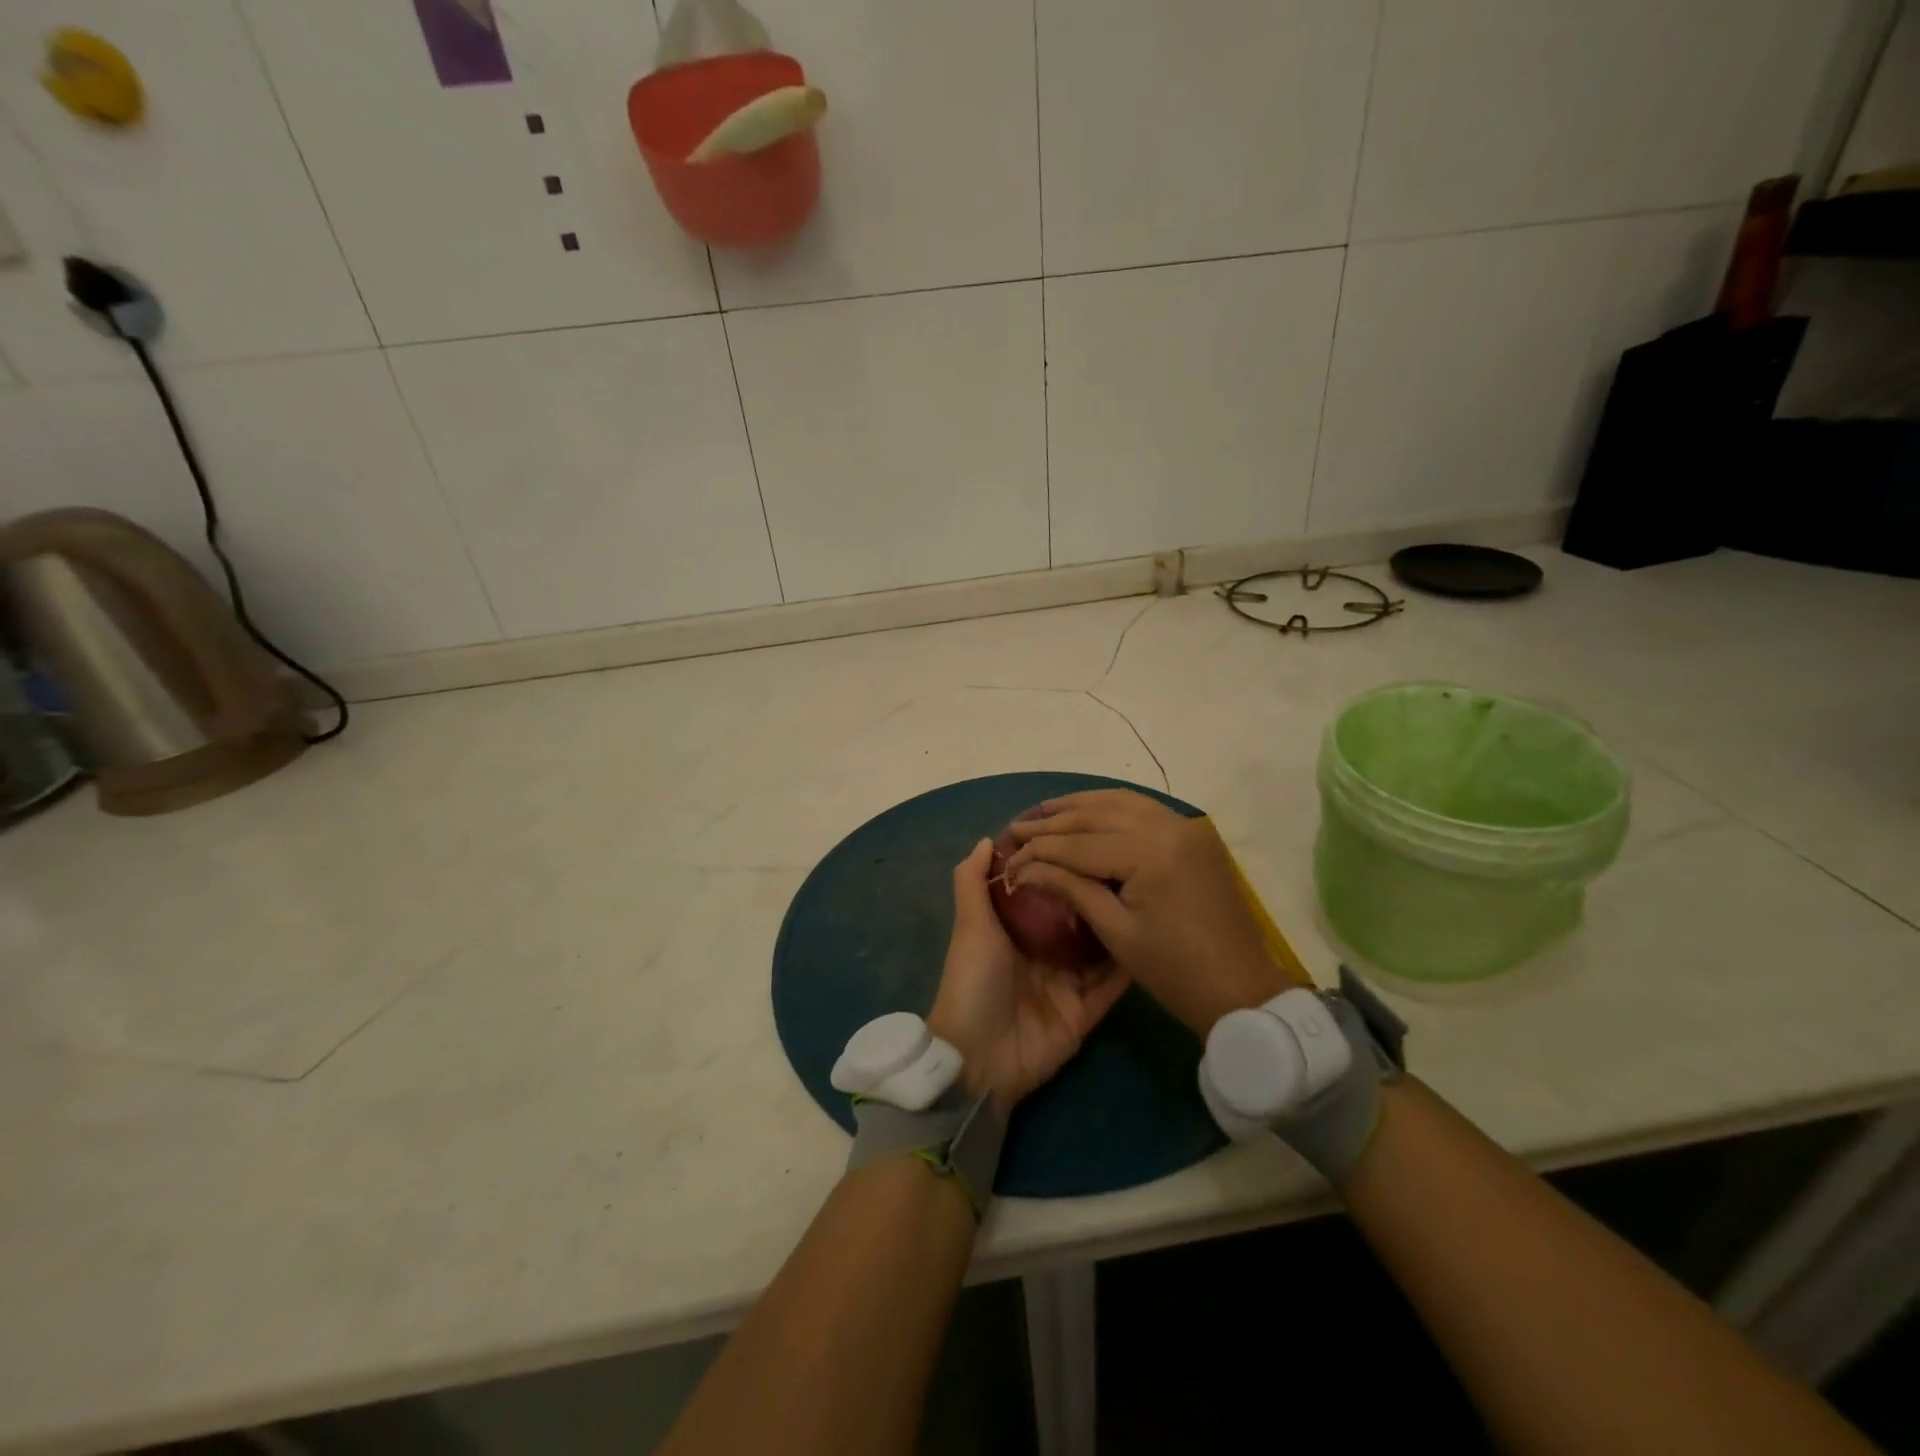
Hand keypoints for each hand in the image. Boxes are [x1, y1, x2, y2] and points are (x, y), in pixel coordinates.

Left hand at [926, 838, 1129, 1116]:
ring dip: (1119, 923)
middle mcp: (1045, 951)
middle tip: (1132, 860)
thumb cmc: (973, 981)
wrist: (979, 1058)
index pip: (1046, 890)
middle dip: (1098, 891)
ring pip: (1100, 947)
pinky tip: (1156, 937)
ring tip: (1150, 891)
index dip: (1063, 865)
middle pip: (1078, 916)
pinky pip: (1113, 984)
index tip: (1090, 834)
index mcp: (1016, 930)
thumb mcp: (970, 925)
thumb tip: (988, 839)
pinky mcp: (1087, 1011)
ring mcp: (1068, 982)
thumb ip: (973, 882)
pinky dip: (1130, 965)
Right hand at [1005, 790, 1296, 1035]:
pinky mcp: (1192, 834)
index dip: (1039, 849)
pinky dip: (1109, 807)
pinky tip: (1085, 812)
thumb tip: (1025, 867)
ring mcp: (1184, 825)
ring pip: (1120, 801)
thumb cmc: (1174, 970)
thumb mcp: (1116, 931)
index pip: (1079, 843)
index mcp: (1150, 852)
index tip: (1007, 854)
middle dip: (1053, 821)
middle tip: (1017, 827)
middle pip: (1097, 813)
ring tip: (1043, 813)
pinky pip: (1142, 809)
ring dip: (1079, 806)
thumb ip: (1070, 888)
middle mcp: (1168, 825)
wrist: (1242, 989)